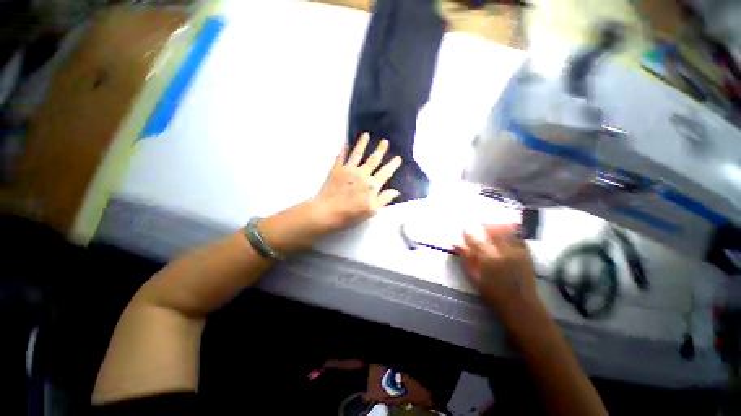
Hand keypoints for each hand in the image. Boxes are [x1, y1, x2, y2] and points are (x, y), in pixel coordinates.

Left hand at [312, 132, 402, 231]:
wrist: (328, 211)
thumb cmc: (351, 213)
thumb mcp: (372, 210)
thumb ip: (384, 199)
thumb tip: (396, 191)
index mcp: (372, 185)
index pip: (385, 173)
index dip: (392, 165)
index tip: (398, 158)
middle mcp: (362, 174)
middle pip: (373, 160)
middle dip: (380, 150)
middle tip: (385, 141)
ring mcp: (348, 170)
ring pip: (357, 154)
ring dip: (362, 144)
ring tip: (366, 135)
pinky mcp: (336, 170)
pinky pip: (341, 157)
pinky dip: (344, 149)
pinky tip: (346, 144)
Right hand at [455, 225, 539, 315]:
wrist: (520, 304)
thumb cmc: (493, 293)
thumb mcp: (474, 278)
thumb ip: (466, 260)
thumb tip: (457, 245)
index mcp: (488, 258)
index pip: (475, 241)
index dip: (468, 234)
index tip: (464, 229)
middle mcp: (502, 252)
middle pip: (492, 233)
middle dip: (485, 226)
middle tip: (481, 223)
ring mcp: (516, 252)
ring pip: (507, 232)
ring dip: (499, 227)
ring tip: (494, 226)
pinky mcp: (527, 254)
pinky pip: (520, 238)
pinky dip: (514, 233)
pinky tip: (510, 232)